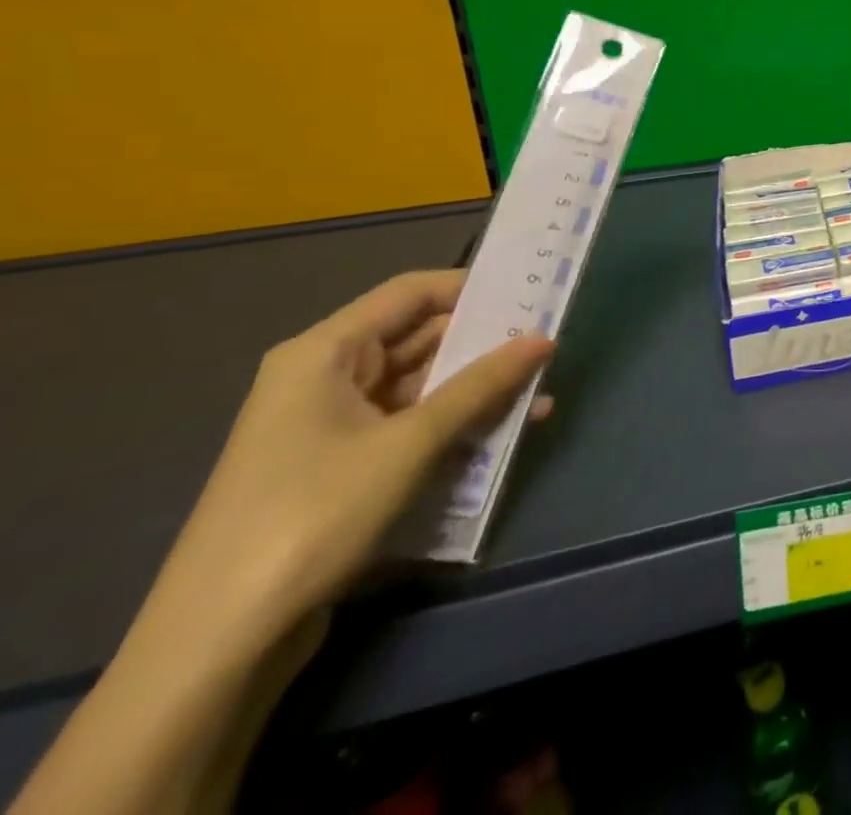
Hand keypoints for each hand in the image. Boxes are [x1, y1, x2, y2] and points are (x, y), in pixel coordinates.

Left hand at [152, 270, 553, 648]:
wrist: (219, 642)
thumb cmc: (314, 515)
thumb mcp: (411, 443)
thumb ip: (481, 385)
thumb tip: (544, 338)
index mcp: (324, 354)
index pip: (411, 293)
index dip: (472, 288)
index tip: (532, 294)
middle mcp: (326, 378)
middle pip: (419, 338)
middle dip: (486, 343)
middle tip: (550, 344)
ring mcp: (332, 425)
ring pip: (422, 386)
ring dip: (479, 390)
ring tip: (541, 394)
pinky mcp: (343, 466)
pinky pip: (412, 425)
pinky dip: (457, 425)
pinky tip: (505, 435)